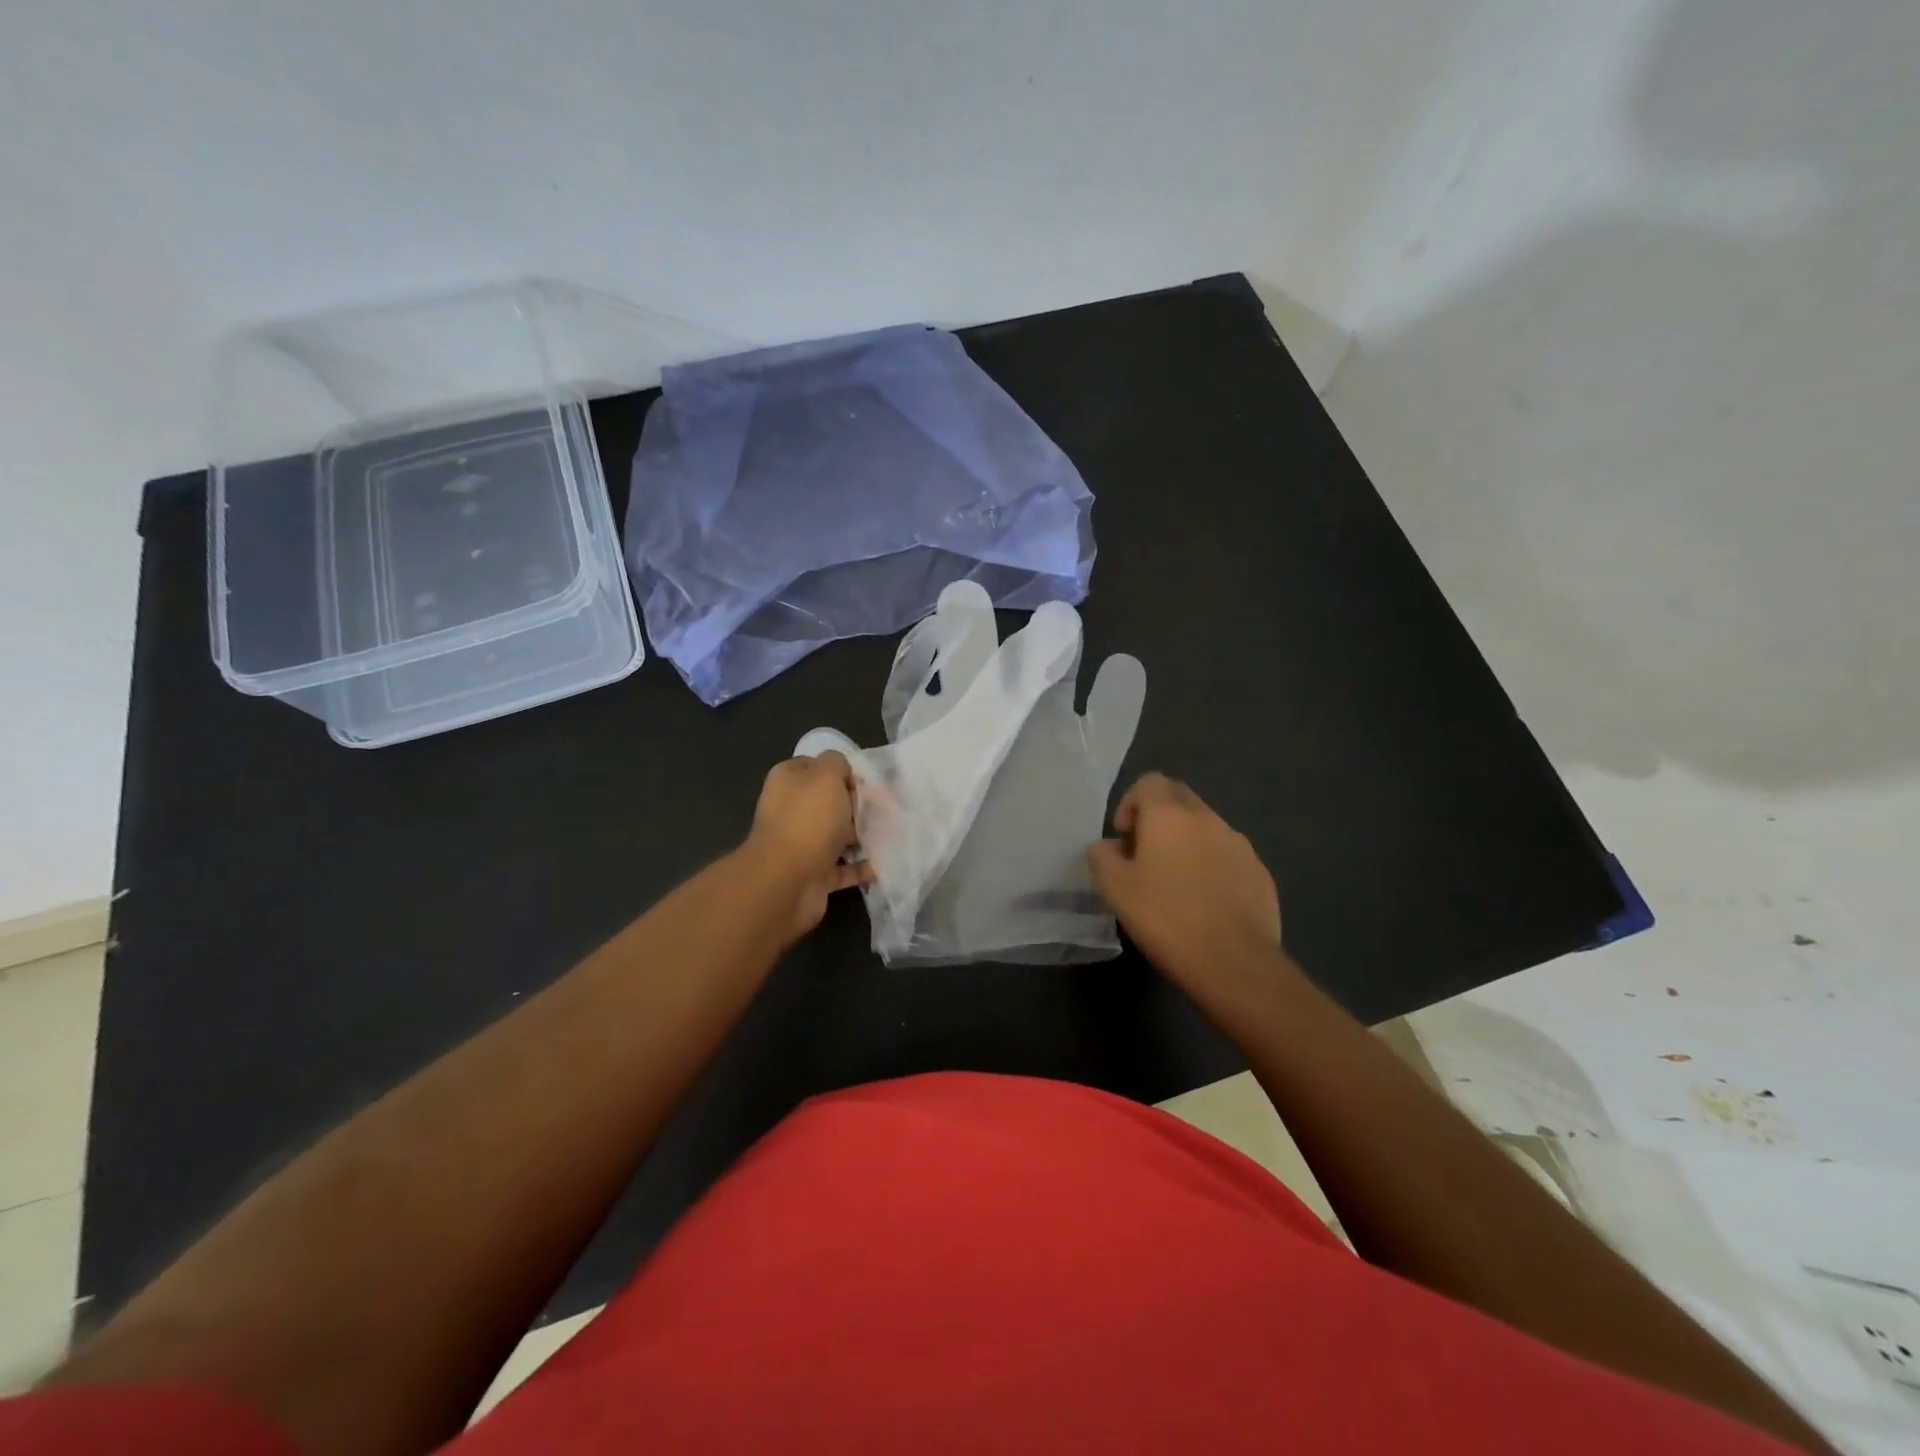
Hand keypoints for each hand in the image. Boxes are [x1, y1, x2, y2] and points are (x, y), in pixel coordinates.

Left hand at [739, 752, 872, 940]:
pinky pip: (843, 868)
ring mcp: (800, 845)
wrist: (787, 881)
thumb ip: (837, 763)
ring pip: (837, 835)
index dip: (842, 771)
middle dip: (857, 805)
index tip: (868, 782)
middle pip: (829, 802)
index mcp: (788, 781)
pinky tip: (885, 863)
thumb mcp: (826, 775)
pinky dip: (862, 867)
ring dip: (862, 836)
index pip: (816, 767)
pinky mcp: (813, 874)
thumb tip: (842, 771)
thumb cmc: (808, 819)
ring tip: (892, 834)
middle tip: (886, 809)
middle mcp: (790, 810)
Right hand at [1087, 774, 1292, 1008]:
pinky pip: (1228, 856)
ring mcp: (1240, 845)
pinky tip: (1205, 904)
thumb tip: (1108, 846)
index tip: (1124, 838)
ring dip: (1186, 843)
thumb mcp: (1115, 889)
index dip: (1130, 803)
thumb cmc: (1165, 918)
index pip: (1149, 782)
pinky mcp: (1260, 873)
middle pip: (1180, 798)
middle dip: (1159, 818)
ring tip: (1175, 884)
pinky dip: (1212, 867)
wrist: (1234, 963)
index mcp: (1170, 816)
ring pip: (1206, 828)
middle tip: (1145, 856)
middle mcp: (1208, 819)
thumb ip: (1103, 857)